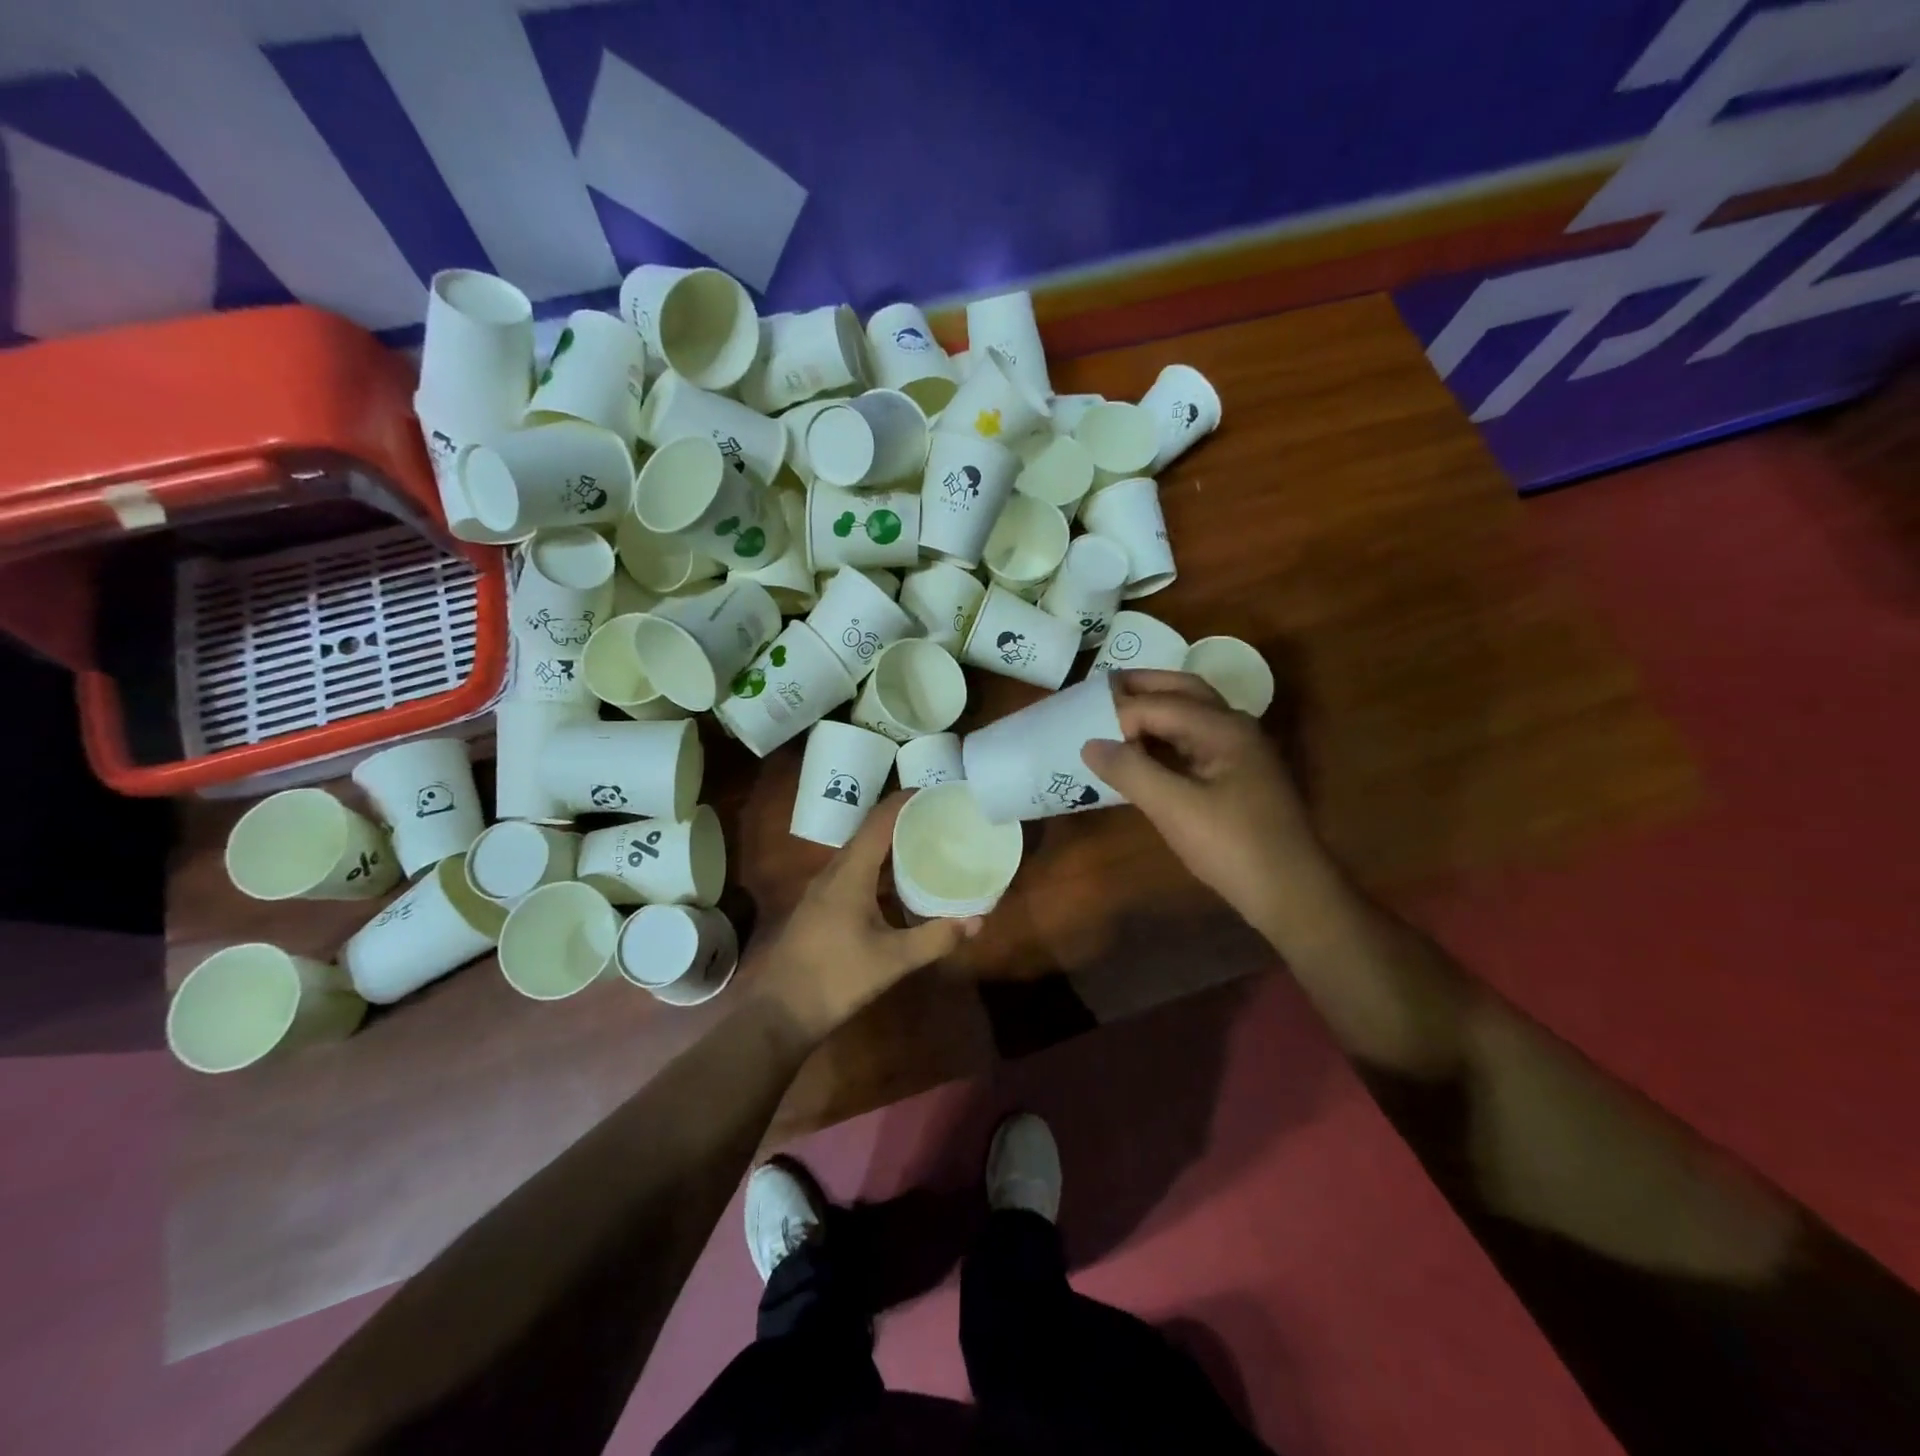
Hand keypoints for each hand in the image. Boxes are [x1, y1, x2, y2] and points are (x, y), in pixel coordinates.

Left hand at [753, 794, 980, 1040]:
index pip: (879, 820)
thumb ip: (935, 938)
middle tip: (940, 819)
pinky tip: (899, 884)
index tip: (937, 793)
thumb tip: (978, 920)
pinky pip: (855, 871)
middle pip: (870, 831)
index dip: (906, 801)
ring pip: (861, 852)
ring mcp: (824, 889)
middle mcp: (834, 871)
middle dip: (903, 819)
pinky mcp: (822, 906)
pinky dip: (879, 866)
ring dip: (890, 843)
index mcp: (850, 872)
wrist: (779, 1011)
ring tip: (926, 844)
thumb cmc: (835, 978)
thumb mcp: (892, 959)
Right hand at [1083, 671, 1336, 942]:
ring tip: (1113, 714)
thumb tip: (1089, 744)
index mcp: (1223, 728)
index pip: (1159, 704)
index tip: (1081, 727)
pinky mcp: (1237, 776)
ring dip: (1154, 709)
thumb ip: (1131, 771)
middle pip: (1183, 691)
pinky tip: (1142, 752)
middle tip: (1099, 689)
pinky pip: (1194, 741)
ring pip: (1191, 714)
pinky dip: (1165, 737)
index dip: (1119, 713)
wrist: (1291, 894)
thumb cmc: (1234, 847)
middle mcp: (1234, 728)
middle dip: (1142, 687)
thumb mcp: (1175, 810)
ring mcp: (1239, 752)